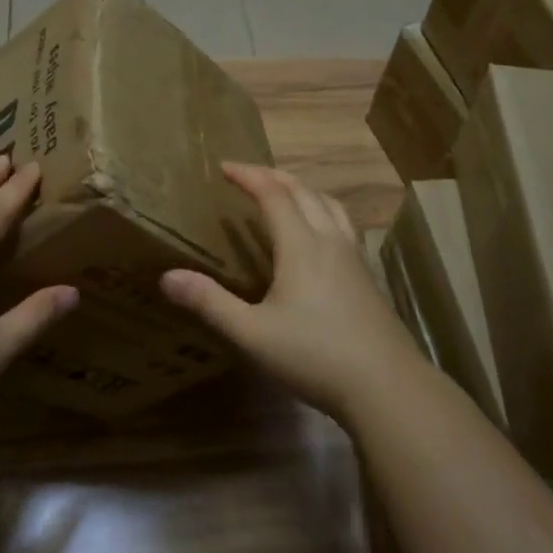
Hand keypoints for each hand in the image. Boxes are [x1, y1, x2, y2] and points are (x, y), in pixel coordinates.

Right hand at [159, 163, 419, 423]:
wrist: (386, 385)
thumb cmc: (314, 356)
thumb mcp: (252, 334)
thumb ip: (210, 303)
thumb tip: (166, 277)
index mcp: (301, 246)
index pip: (273, 194)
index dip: (248, 176)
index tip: (224, 167)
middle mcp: (330, 240)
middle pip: (304, 192)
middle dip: (274, 177)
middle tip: (249, 175)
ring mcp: (354, 258)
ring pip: (330, 206)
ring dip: (304, 190)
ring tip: (286, 194)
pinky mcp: (368, 277)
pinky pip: (344, 226)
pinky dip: (324, 212)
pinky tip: (321, 237)